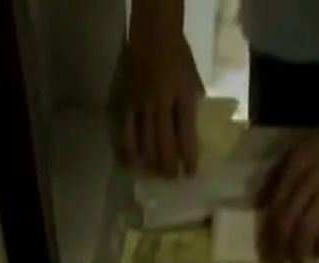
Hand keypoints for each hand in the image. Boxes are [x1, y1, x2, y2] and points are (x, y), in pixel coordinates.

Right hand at [119, 18, 201, 176]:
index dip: (189, 157)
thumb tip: (192, 135)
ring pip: (145, 145)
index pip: (186, 133)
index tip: (190, 174)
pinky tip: (133, 164)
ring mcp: (142, 104)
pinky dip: (130, 152)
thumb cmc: (176, 53)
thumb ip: (191, 104)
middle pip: (164, 145)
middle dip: (168, 167)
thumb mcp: (191, 76)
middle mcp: (161, 102)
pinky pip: (127, 134)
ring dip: (151, 164)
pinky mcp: (127, 104)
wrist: (153, 28)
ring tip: (155, 174)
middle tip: (171, 178)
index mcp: (181, 94)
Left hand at [257, 112, 318, 262]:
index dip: (269, 234)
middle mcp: (311, 177)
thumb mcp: (296, 150)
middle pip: (288, 220)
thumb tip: (259, 207)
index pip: (276, 206)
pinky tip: (316, 254)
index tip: (265, 252)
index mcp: (296, 164)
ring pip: (307, 228)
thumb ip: (276, 177)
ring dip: (297, 251)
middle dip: (279, 247)